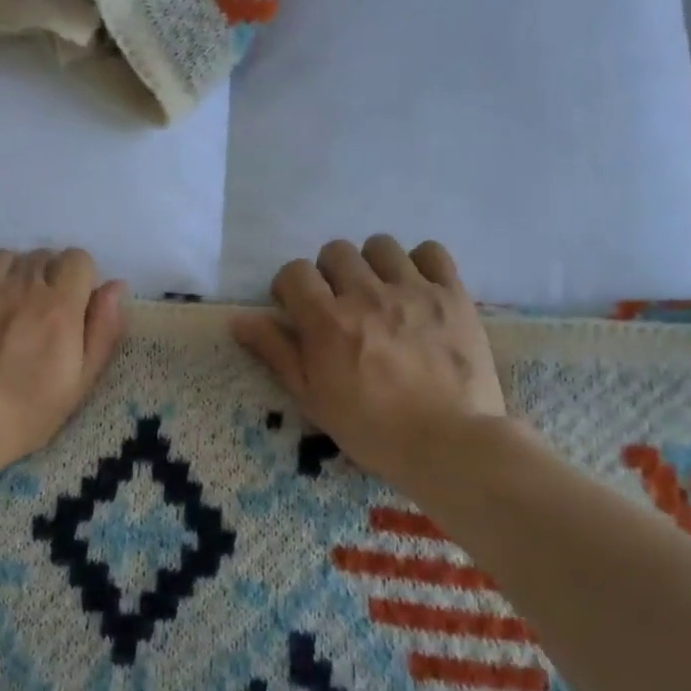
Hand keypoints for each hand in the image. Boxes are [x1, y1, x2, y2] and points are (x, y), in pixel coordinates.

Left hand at [0, 248, 126, 472]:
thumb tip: (115, 286)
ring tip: (4, 307)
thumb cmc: (24, 413)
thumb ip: (103, 329)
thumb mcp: (80, 382)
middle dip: (46, 278)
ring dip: (11, 276)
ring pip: (5, 258)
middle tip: (37, 314)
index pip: (78, 259)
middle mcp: (21, 284)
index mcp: (59, 305)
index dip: (78, 279)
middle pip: (42, 257)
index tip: (71, 304)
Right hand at [232, 236, 509, 490]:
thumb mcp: (312, 398)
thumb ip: (275, 352)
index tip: (296, 308)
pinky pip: (431, 252)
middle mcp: (366, 294)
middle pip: (336, 251)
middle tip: (339, 304)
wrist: (448, 444)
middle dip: (329, 274)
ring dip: (372, 264)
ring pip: (381, 246)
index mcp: (327, 321)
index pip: (294, 271)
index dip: (290, 286)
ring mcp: (413, 290)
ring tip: (380, 293)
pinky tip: (418, 288)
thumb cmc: (371, 429)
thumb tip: (238, 319)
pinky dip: (420, 264)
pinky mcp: (452, 295)